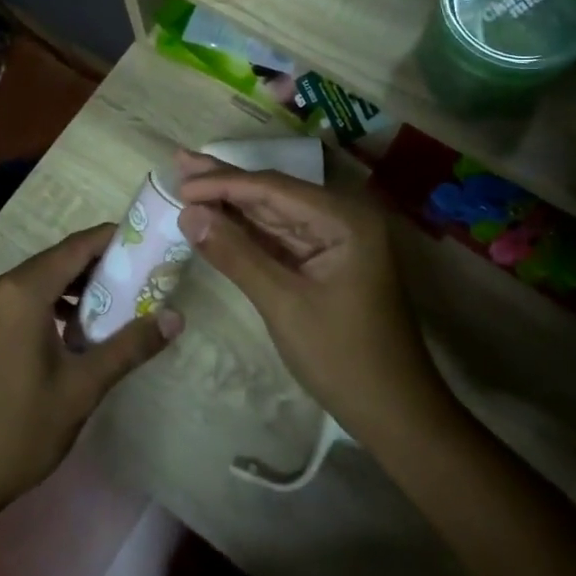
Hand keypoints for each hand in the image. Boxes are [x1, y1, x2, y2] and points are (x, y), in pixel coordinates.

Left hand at [0, 226, 182, 525]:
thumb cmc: (18, 430)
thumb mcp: (81, 389)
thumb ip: (128, 347)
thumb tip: (176, 318)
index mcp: (21, 292)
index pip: (76, 247)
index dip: (113, 239)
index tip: (148, 242)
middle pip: (57, 260)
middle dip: (99, 265)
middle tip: (141, 276)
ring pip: (39, 280)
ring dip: (75, 286)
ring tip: (116, 303)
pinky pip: (22, 299)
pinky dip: (51, 302)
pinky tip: (75, 330)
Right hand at [173, 154, 448, 443]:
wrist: (395, 414)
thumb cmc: (343, 358)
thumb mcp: (283, 304)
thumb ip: (236, 254)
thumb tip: (188, 214)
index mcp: (345, 219)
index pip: (273, 189)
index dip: (223, 183)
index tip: (180, 181)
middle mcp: (343, 219)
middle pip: (274, 194)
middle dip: (225, 182)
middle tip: (180, 162)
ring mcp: (335, 241)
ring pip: (274, 215)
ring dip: (232, 204)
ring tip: (189, 182)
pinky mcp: (326, 263)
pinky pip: (280, 239)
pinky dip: (248, 231)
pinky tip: (219, 217)